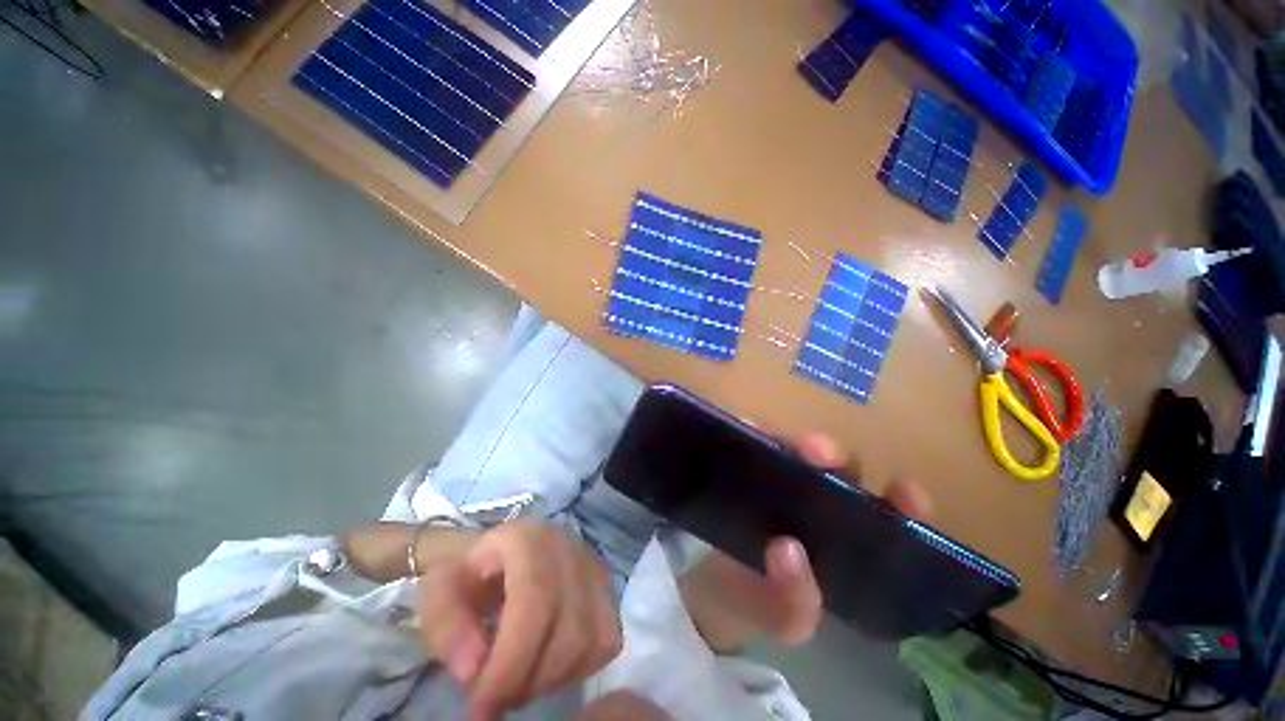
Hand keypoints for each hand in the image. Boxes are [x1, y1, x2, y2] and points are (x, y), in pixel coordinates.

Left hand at [418, 519, 621, 720]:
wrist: (503, 550)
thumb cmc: (470, 572)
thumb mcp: (441, 591)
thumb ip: (446, 625)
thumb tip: (474, 672)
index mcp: (529, 540)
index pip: (535, 601)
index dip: (512, 662)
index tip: (482, 708)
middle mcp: (572, 549)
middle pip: (569, 628)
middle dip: (530, 680)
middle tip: (496, 697)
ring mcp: (596, 569)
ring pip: (592, 640)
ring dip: (553, 679)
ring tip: (520, 679)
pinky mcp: (608, 589)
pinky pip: (606, 642)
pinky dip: (579, 667)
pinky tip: (550, 664)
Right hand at [679, 432, 932, 650]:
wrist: (704, 584)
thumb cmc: (754, 602)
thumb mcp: (781, 617)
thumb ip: (791, 604)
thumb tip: (786, 551)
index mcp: (844, 539)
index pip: (883, 514)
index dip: (900, 501)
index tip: (904, 493)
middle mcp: (818, 501)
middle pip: (837, 469)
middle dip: (838, 457)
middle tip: (821, 454)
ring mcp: (780, 478)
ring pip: (797, 447)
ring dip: (795, 439)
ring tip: (788, 444)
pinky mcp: (748, 462)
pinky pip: (755, 438)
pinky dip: (756, 428)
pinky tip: (750, 428)